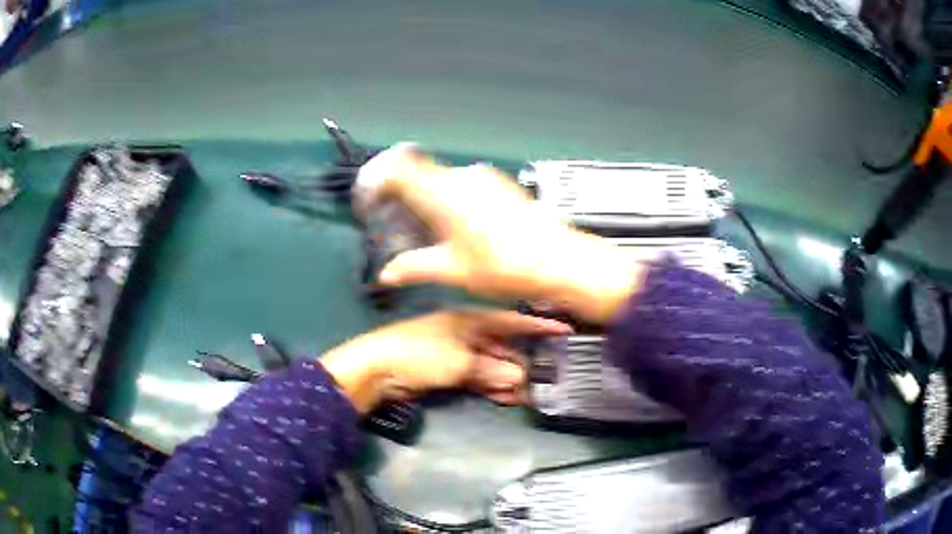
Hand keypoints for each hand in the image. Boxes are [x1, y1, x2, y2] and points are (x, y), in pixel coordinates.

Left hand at [320, 310, 571, 413]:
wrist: (376, 370)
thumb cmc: (418, 355)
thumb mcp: (458, 361)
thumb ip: (491, 369)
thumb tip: (519, 377)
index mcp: (468, 319)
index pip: (509, 321)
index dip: (536, 326)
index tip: (563, 330)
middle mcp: (465, 332)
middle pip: (502, 345)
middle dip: (523, 360)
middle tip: (547, 374)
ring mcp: (456, 352)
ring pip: (491, 364)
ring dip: (507, 378)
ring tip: (528, 393)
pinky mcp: (447, 371)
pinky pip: (477, 377)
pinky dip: (489, 387)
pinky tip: (504, 397)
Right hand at [360, 145, 646, 322]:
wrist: (560, 261)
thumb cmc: (509, 265)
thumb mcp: (453, 271)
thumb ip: (414, 267)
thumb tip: (390, 273)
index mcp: (444, 193)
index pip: (397, 167)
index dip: (377, 180)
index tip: (373, 201)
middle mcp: (463, 178)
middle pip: (418, 174)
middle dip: (403, 199)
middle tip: (403, 228)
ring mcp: (486, 179)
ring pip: (441, 181)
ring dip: (429, 202)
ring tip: (434, 237)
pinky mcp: (501, 186)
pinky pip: (464, 186)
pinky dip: (451, 202)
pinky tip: (461, 231)